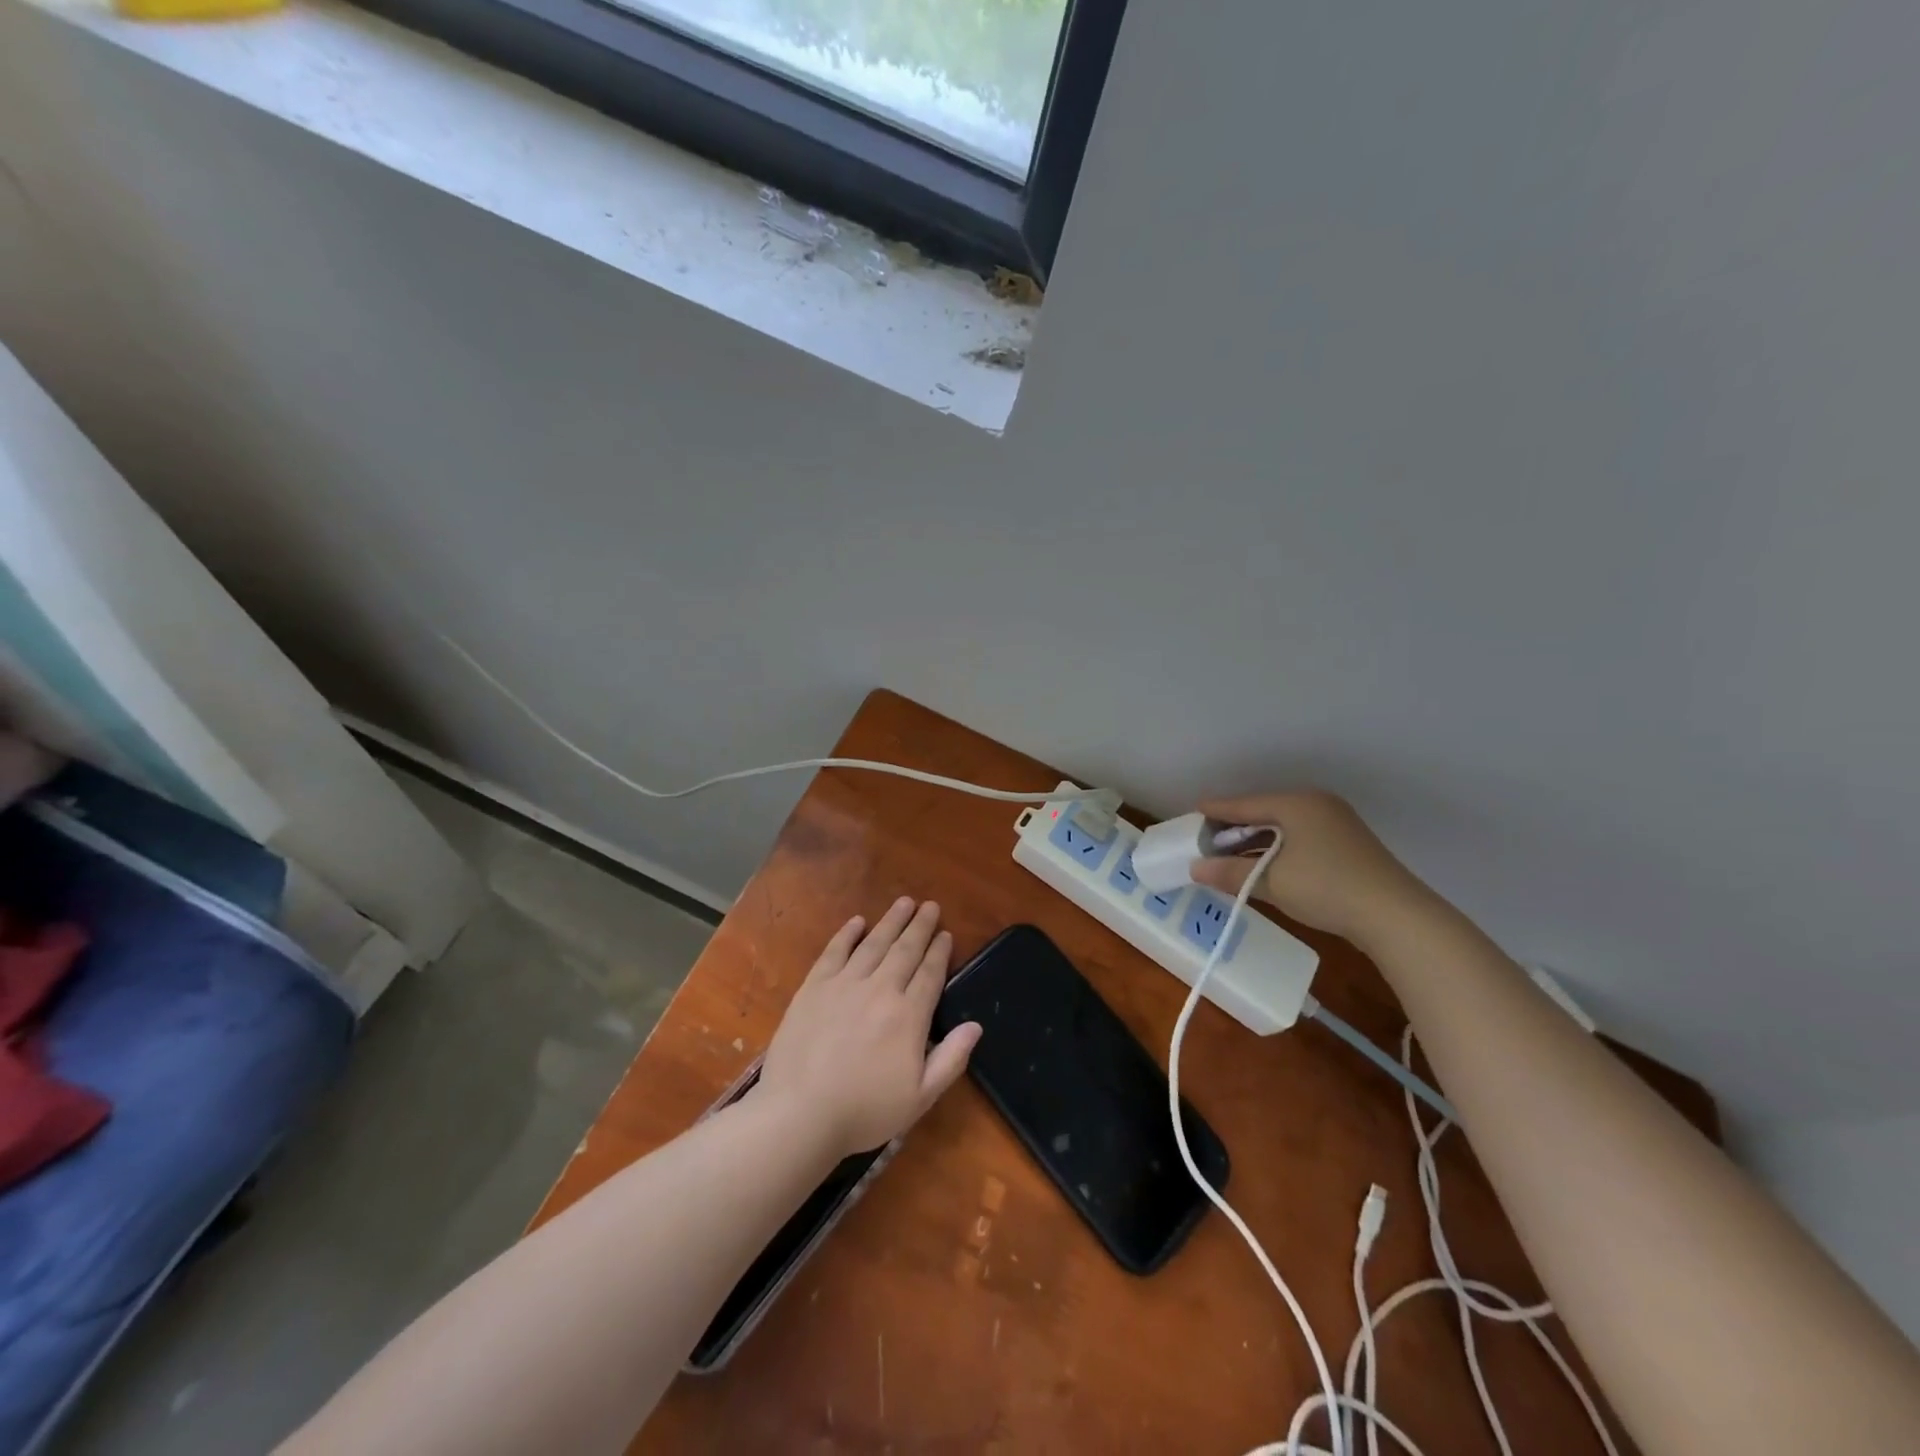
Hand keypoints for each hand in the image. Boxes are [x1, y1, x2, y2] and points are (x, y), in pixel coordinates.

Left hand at [756, 898, 981, 1158]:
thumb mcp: (919, 1098)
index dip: (940, 951)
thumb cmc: (864, 1111)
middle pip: (905, 950)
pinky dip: (847, 934)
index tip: (946, 934)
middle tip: (930, 905)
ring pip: (874, 943)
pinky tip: (857, 922)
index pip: (930, 974)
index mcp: (908, 1016)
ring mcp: (844, 984)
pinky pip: (835, 951)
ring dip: (891, 921)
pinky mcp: (814, 987)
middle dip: (920, 926)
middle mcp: (880, 990)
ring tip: (904, 902)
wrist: (800, 1114)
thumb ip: (951, 1060)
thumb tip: (976, 1026)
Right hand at [1189, 790, 1433, 947]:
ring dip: (1257, 840)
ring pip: (1283, 826)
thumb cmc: (1326, 888)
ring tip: (1230, 855)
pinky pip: (1300, 837)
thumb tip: (1194, 869)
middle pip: (1264, 812)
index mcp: (1296, 803)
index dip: (1216, 810)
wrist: (1396, 916)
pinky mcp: (1348, 845)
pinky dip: (1278, 848)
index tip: (1192, 812)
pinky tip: (1266, 863)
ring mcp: (1336, 823)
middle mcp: (1317, 805)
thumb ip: (1230, 872)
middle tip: (1207, 840)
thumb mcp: (1272, 882)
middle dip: (1235, 827)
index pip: (1245, 804)